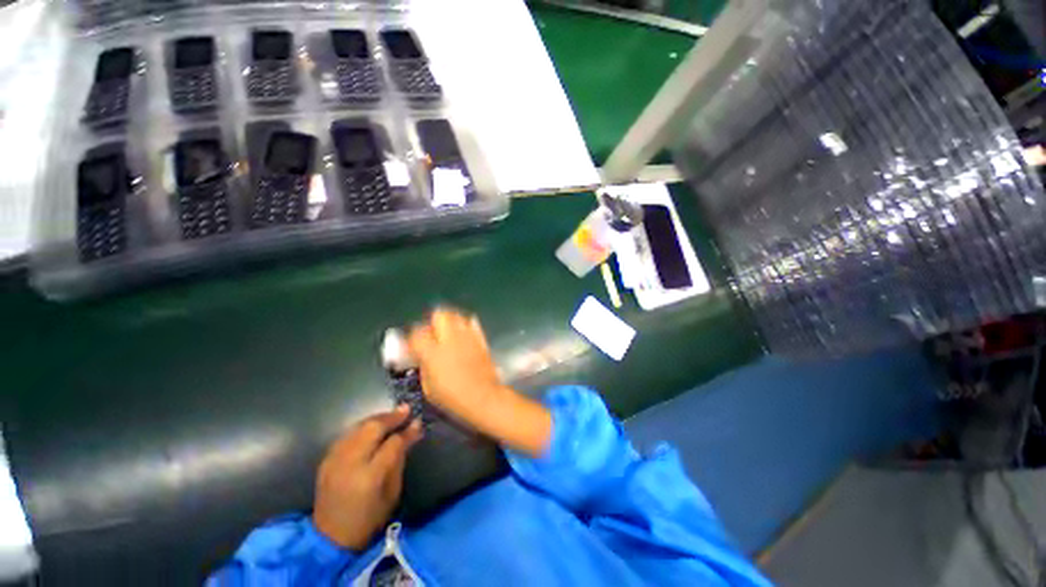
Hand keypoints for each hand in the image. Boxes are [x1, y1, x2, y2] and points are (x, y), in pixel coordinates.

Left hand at [313, 406, 422, 549]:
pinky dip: (363, 427)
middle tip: (406, 410)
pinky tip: (372, 428)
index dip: (407, 431)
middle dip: (391, 417)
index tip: (417, 422)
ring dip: (377, 419)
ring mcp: (335, 460)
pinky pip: (347, 434)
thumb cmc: (369, 519)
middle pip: (372, 428)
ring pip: (359, 427)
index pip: (392, 443)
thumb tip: (412, 432)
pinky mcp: (326, 460)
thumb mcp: (392, 493)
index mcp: (370, 476)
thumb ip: (400, 459)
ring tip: (392, 416)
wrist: (329, 538)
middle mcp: (350, 463)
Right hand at [407, 308, 551, 456]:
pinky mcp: (481, 338)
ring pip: (456, 315)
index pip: (417, 333)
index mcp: (433, 352)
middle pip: (439, 315)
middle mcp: (450, 339)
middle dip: (432, 321)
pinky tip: (462, 334)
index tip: (412, 345)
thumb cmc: (453, 398)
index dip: (412, 338)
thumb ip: (424, 367)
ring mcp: (467, 336)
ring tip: (447, 332)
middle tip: (431, 334)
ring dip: (449, 321)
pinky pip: (471, 323)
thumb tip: (422, 357)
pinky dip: (464, 325)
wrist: (484, 398)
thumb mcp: (429, 388)